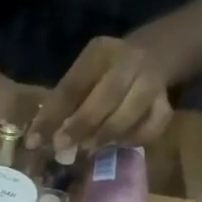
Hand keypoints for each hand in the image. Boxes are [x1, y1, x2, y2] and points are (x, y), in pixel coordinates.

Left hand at [32, 37, 172, 150]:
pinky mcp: (167, 103)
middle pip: (106, 96)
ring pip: (131, 112)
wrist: (155, 54)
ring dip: (106, 134)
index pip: (72, 86)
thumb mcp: (84, 74)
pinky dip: (135, 139)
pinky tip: (119, 144)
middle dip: (81, 125)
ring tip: (88, 149)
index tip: (34, 141)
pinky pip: (153, 126)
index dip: (52, 115)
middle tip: (62, 147)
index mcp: (100, 53)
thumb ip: (66, 101)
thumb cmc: (106, 73)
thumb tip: (39, 137)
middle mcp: (129, 62)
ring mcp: (152, 82)